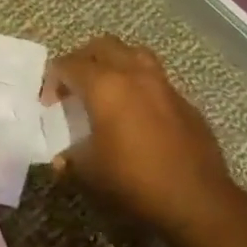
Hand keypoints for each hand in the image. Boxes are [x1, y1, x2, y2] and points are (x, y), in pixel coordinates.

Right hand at [43, 35, 245, 238]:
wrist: (196, 200)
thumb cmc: (133, 180)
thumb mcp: (89, 172)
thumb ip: (70, 159)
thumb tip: (61, 160)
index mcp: (105, 85)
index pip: (69, 65)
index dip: (53, 80)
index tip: (49, 103)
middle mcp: (134, 74)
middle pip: (102, 46)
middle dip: (82, 60)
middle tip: (74, 86)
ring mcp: (163, 85)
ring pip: (134, 53)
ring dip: (115, 63)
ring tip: (106, 88)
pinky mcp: (184, 101)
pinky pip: (155, 79)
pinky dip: (139, 85)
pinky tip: (136, 113)